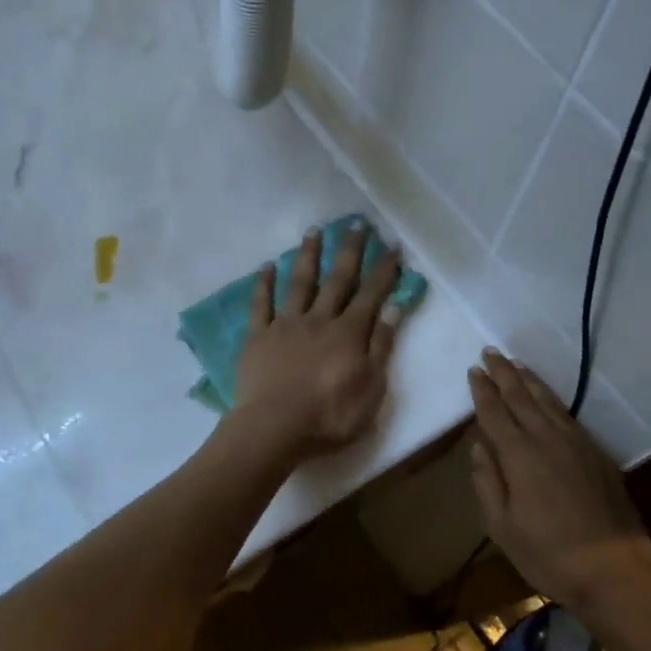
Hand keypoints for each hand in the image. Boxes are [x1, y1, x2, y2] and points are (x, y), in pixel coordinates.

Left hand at [232, 223, 402, 459]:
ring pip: (299, 283)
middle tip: (355, 223)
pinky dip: (264, 283)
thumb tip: (393, 309)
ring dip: (307, 255)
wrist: (274, 427)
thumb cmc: (329, 416)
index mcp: (349, 333)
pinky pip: (260, 304)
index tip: (391, 245)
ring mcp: (285, 325)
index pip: (371, 294)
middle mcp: (319, 319)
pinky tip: (267, 266)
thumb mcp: (371, 388)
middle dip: (349, 250)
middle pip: (337, 279)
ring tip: (313, 231)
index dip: (383, 269)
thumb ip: (381, 347)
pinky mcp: (257, 336)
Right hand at [467, 350, 650, 622]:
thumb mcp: (501, 525)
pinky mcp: (597, 454)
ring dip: (529, 381)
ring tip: (516, 365)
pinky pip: (568, 416)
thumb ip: (487, 481)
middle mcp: (547, 440)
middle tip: (491, 352)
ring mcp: (577, 444)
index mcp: (519, 456)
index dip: (482, 391)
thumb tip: (479, 446)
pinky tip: (547, 399)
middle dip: (504, 374)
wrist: (611, 569)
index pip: (495, 413)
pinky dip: (553, 400)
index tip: (474, 370)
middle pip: (522, 398)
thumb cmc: (546, 553)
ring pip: (549, 402)